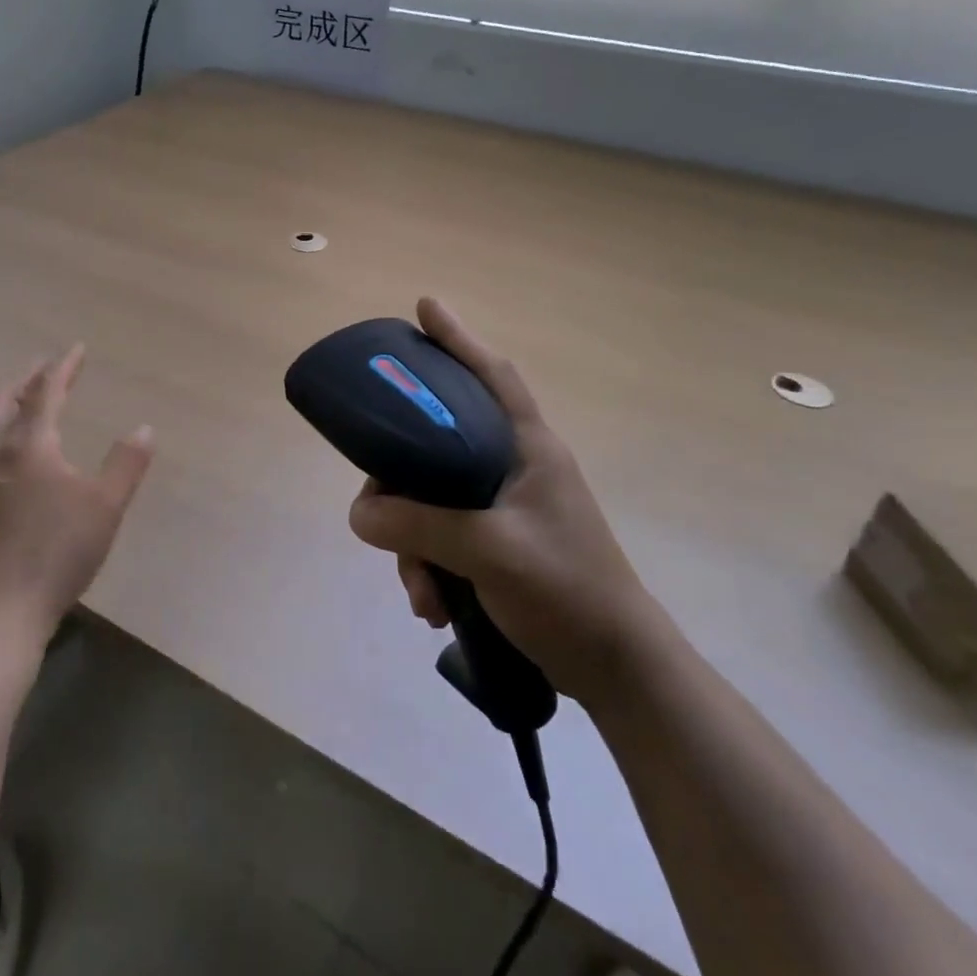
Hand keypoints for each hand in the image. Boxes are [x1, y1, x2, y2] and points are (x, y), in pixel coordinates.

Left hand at [0, 345, 154, 640]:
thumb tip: (145, 429)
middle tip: (43, 370)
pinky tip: (6, 454)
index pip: (45, 392)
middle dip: (24, 379)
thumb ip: (126, 464)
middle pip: (0, 400)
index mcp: (30, 445)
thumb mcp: (105, 507)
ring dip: (4, 404)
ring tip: (20, 402)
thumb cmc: (57, 552)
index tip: (76, 349)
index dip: (62, 368)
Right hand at [346, 298, 666, 707]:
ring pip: (433, 500)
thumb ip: (419, 525)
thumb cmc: (566, 591)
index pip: (492, 375)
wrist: (617, 669)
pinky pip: (444, 537)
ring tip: (421, 594)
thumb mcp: (488, 551)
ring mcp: (506, 507)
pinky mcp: (498, 544)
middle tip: (377, 514)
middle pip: (438, 447)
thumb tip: (359, 511)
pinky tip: (432, 606)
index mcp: (528, 448)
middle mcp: (514, 467)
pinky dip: (430, 567)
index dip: (459, 338)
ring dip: (414, 546)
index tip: (425, 307)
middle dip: (401, 486)